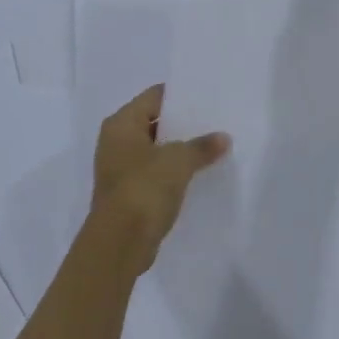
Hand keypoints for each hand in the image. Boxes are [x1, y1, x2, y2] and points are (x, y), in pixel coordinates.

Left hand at [90, 85, 229, 273]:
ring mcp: (120, 168)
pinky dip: (172, 172)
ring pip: (155, 150)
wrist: (120, 241)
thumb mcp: (178, 161)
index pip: (153, 97)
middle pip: (153, 123)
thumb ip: (201, 146)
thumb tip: (223, 138)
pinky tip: (197, 175)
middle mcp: (115, 141)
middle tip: (215, 122)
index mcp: (121, 124)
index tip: (207, 97)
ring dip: (178, 150)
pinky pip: (154, 173)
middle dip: (182, 124)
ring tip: (212, 147)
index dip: (179, 96)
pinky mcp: (128, 193)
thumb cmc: (143, 189)